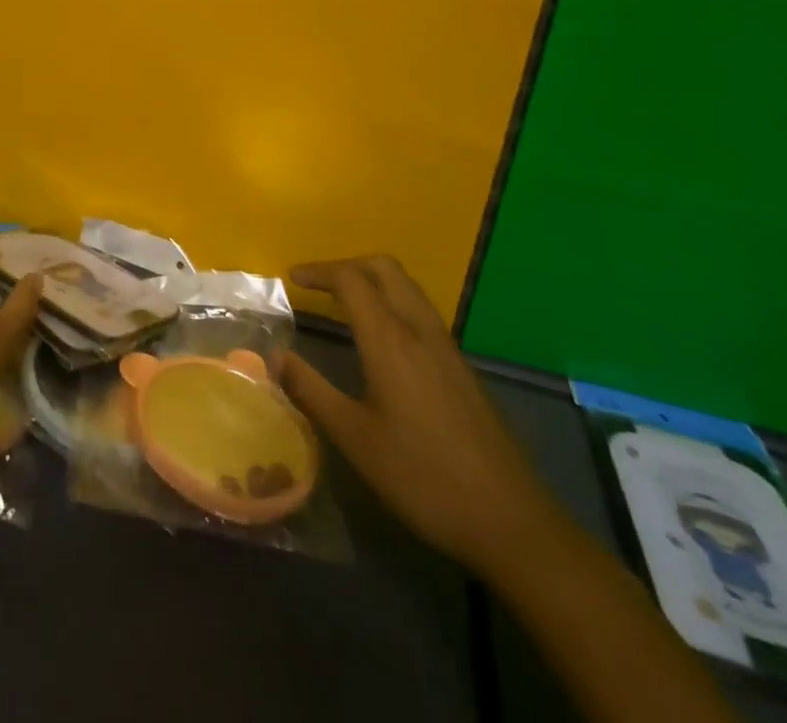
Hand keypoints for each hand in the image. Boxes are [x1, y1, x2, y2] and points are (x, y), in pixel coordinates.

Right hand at [281, 255, 554, 569]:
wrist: (511, 521)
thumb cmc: (423, 478)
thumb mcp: (355, 439)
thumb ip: (312, 391)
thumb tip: (276, 356)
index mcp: (390, 340)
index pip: (351, 279)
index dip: (318, 271)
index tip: (290, 279)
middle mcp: (420, 330)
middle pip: (384, 268)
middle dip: (347, 265)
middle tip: (317, 285)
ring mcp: (447, 347)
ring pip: (407, 287)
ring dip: (372, 281)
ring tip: (343, 305)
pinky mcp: (462, 367)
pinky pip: (421, 311)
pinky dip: (393, 303)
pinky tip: (382, 341)